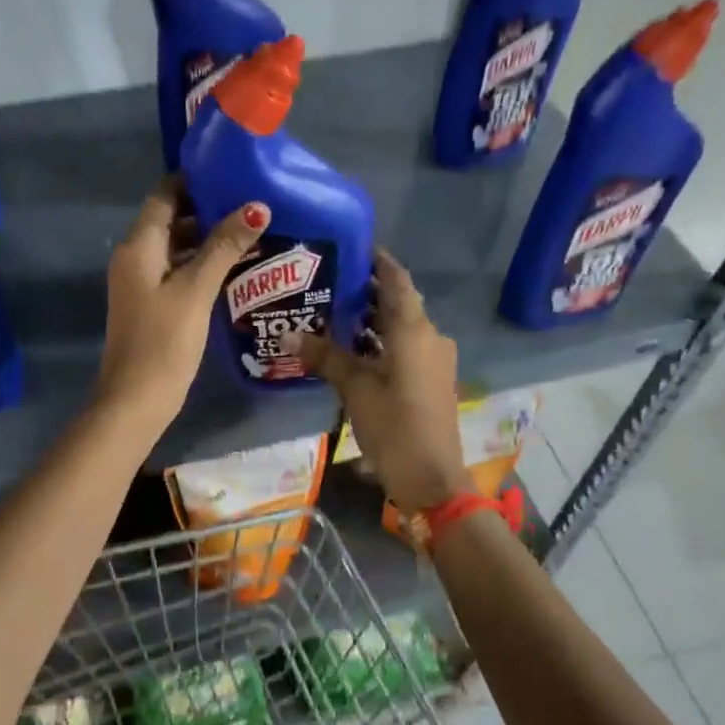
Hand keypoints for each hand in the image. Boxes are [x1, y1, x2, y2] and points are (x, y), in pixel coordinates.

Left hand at [97, 178, 268, 433]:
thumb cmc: (164, 342)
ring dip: (207, 240)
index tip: (231, 173)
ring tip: (251, 233)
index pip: (163, 195)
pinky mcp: (151, 305)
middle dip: (207, 210)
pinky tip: (233, 269)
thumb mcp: (196, 290)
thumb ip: (224, 246)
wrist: (135, 401)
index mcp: (139, 247)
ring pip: (176, 248)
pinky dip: (201, 265)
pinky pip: (177, 272)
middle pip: (170, 221)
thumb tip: (256, 206)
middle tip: (251, 204)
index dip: (193, 181)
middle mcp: (134, 258)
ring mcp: (141, 283)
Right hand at [290, 250, 472, 511]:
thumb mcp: (354, 389)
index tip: (353, 247)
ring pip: (403, 326)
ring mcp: (435, 359)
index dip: (379, 262)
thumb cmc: (394, 425)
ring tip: (337, 312)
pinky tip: (356, 348)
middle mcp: (430, 337)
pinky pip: (407, 346)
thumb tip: (289, 336)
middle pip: (400, 302)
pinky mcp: (432, 379)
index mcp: (414, 330)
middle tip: (332, 281)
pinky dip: (384, 340)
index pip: (398, 280)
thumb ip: (325, 357)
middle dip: (370, 291)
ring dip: (375, 318)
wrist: (431, 477)